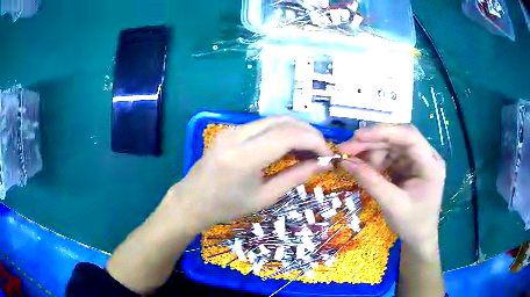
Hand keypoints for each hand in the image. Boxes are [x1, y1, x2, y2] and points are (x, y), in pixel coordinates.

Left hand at [166, 117, 332, 230]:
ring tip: (308, 150)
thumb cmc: (226, 207)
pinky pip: (262, 125)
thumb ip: (295, 178)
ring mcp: (231, 130)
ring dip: (296, 131)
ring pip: (273, 120)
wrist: (192, 201)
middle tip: (320, 151)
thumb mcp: (264, 198)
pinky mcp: (229, 131)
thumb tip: (322, 165)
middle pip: (283, 122)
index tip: (327, 155)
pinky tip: (288, 147)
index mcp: (244, 157)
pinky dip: (281, 132)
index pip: (288, 136)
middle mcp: (237, 136)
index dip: (314, 141)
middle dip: (308, 133)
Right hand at [339, 125, 445, 256]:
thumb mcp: (391, 204)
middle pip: (398, 138)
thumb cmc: (412, 224)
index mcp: (431, 164)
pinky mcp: (408, 167)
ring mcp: (417, 161)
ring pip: (391, 146)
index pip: (408, 136)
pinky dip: (374, 160)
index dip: (383, 132)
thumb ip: (370, 181)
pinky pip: (389, 157)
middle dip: (371, 142)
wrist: (419, 239)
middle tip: (345, 148)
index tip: (357, 136)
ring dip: (370, 151)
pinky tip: (362, 166)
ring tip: (351, 160)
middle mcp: (426, 156)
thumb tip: (344, 162)